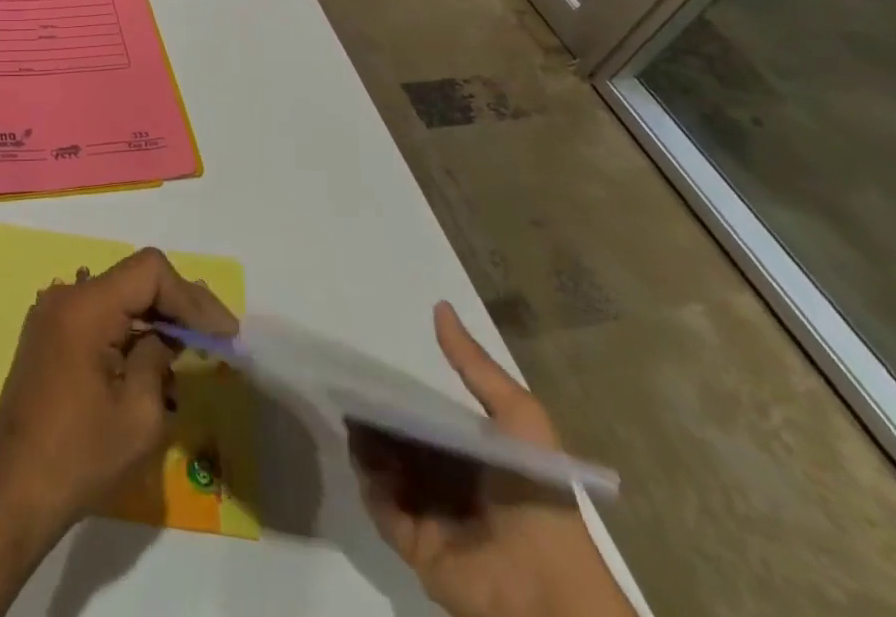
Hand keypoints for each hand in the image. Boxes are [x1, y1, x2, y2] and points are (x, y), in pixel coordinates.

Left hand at [0, 247, 238, 545]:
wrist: (11, 493)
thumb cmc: (79, 457)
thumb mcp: (139, 415)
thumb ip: (159, 358)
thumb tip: (166, 336)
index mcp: (85, 306)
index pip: (149, 271)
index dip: (190, 296)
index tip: (222, 332)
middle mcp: (66, 297)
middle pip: (133, 281)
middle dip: (178, 306)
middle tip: (217, 337)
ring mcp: (52, 315)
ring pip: (117, 299)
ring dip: (154, 321)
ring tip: (191, 351)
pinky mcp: (48, 337)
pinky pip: (98, 318)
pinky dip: (128, 333)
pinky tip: (152, 362)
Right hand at [349, 303, 632, 616]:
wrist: (547, 591)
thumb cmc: (535, 494)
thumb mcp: (519, 417)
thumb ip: (477, 366)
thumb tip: (440, 306)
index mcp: (476, 454)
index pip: (428, 414)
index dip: (401, 390)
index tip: (372, 362)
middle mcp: (450, 480)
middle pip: (401, 438)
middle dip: (376, 414)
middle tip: (348, 383)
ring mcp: (431, 512)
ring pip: (385, 466)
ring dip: (367, 441)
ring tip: (348, 411)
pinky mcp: (414, 543)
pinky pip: (380, 504)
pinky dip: (368, 480)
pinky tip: (360, 452)